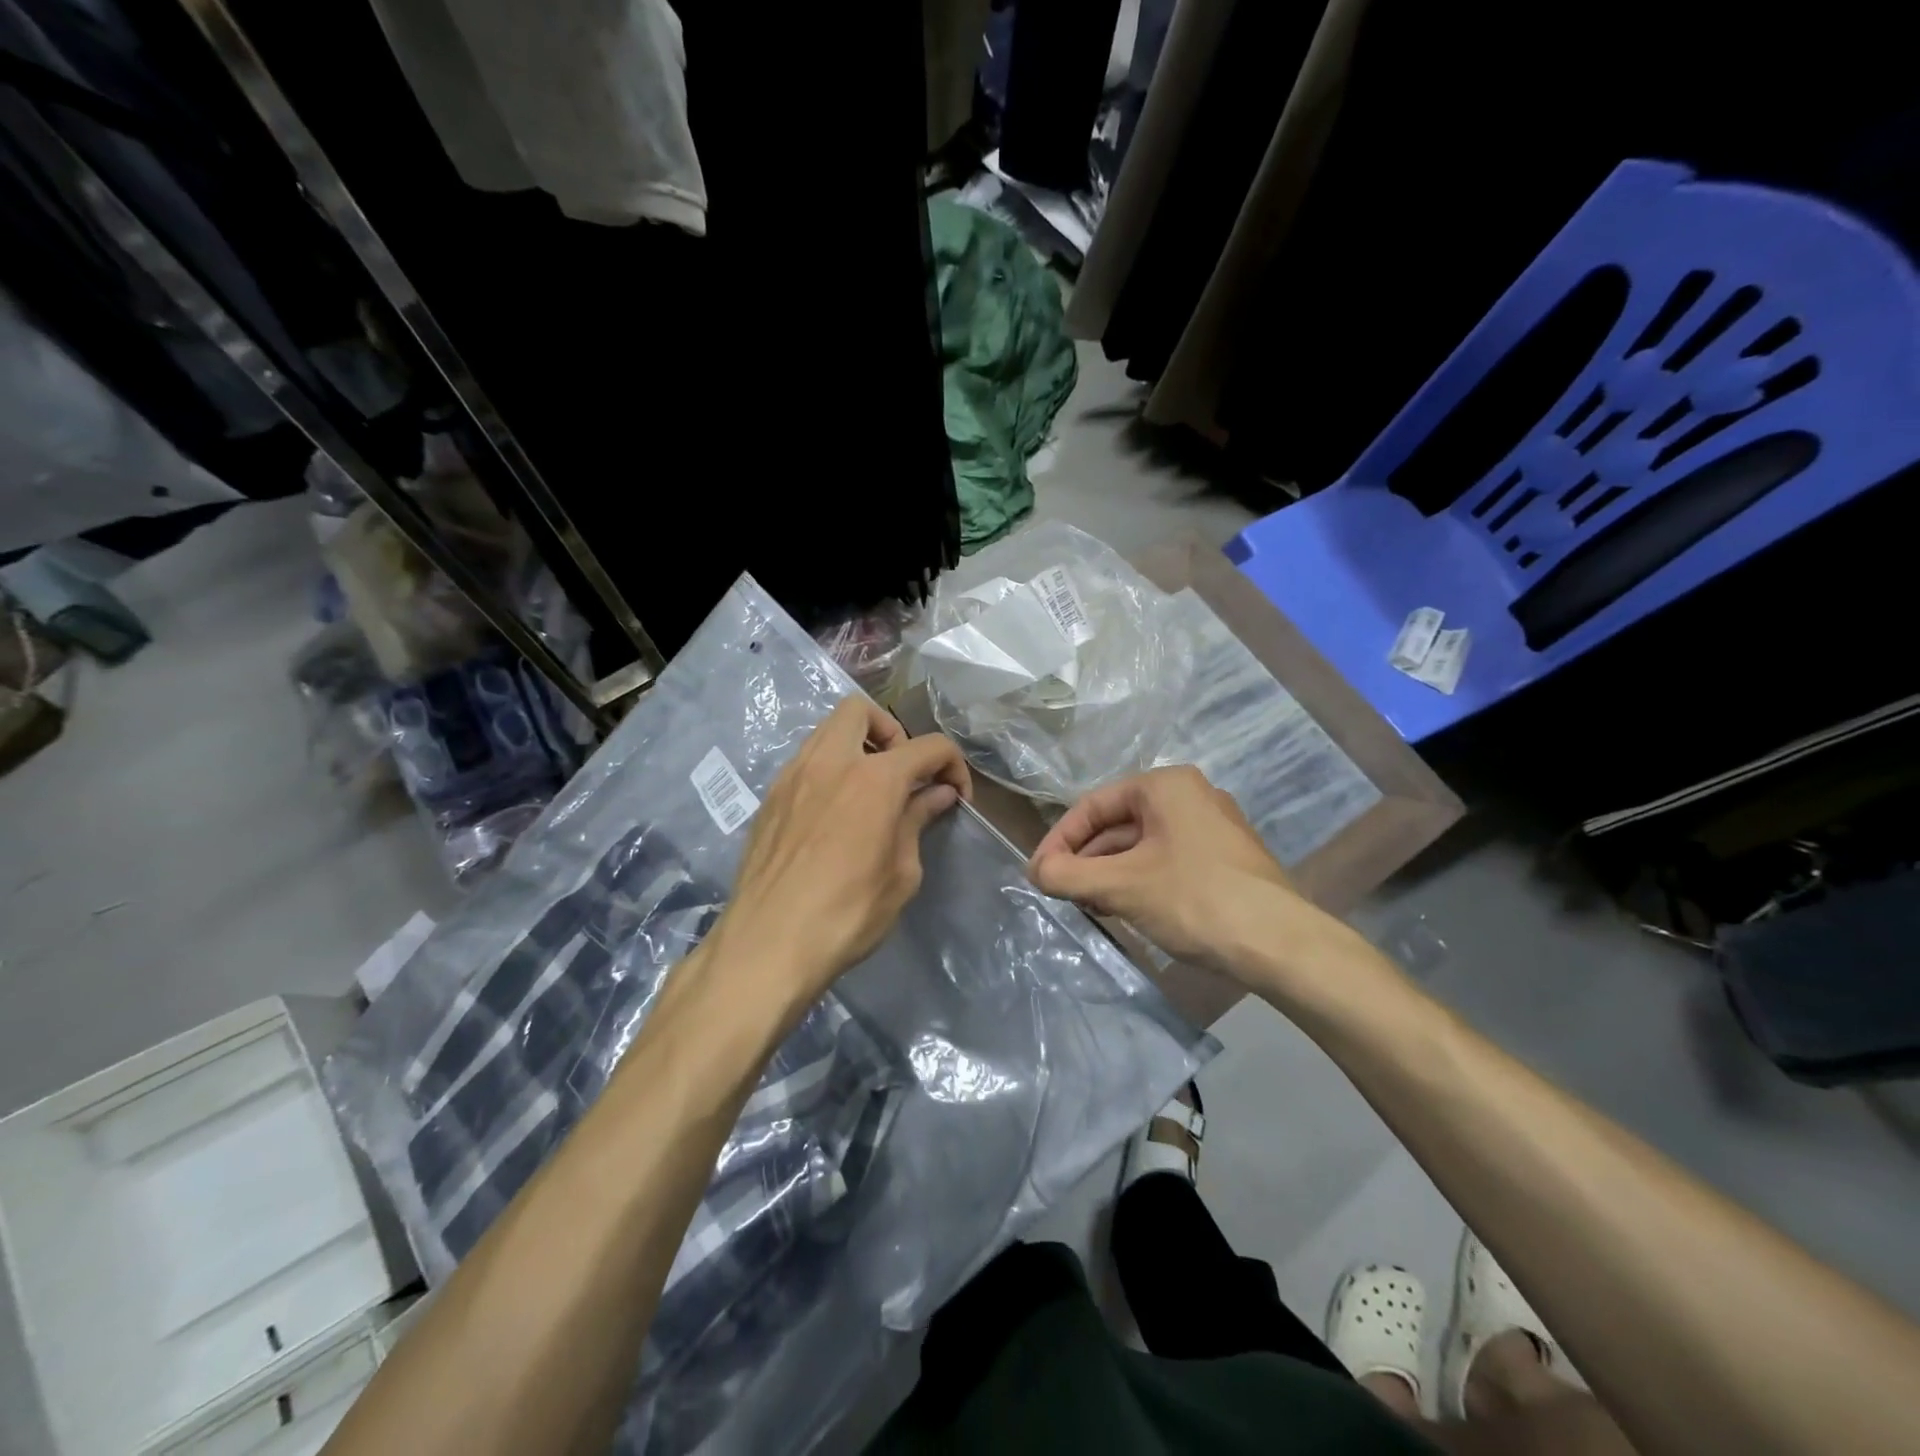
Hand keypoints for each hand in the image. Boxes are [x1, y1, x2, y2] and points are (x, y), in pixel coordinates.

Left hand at [717, 698, 970, 1008]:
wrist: (769, 944)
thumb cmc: (848, 913)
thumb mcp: (901, 873)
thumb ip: (918, 821)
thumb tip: (937, 794)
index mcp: (874, 778)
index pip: (929, 746)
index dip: (953, 766)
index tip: (956, 796)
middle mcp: (830, 762)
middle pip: (861, 710)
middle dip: (892, 732)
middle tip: (902, 774)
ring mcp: (792, 776)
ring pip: (826, 731)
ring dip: (856, 746)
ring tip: (869, 792)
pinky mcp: (769, 798)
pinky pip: (805, 762)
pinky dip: (828, 770)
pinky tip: (834, 814)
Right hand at [1027, 766, 1321, 977]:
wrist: (1282, 945)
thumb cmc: (1194, 899)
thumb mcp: (1121, 886)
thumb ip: (1068, 875)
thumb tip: (1036, 871)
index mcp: (1165, 785)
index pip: (1092, 805)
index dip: (1058, 840)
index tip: (1038, 875)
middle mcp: (1190, 795)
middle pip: (1117, 824)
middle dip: (1085, 859)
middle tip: (1061, 893)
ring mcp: (1211, 827)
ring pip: (1141, 844)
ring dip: (1108, 873)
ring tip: (1088, 905)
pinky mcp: (1224, 858)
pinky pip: (1166, 859)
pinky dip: (1138, 880)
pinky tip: (1125, 909)